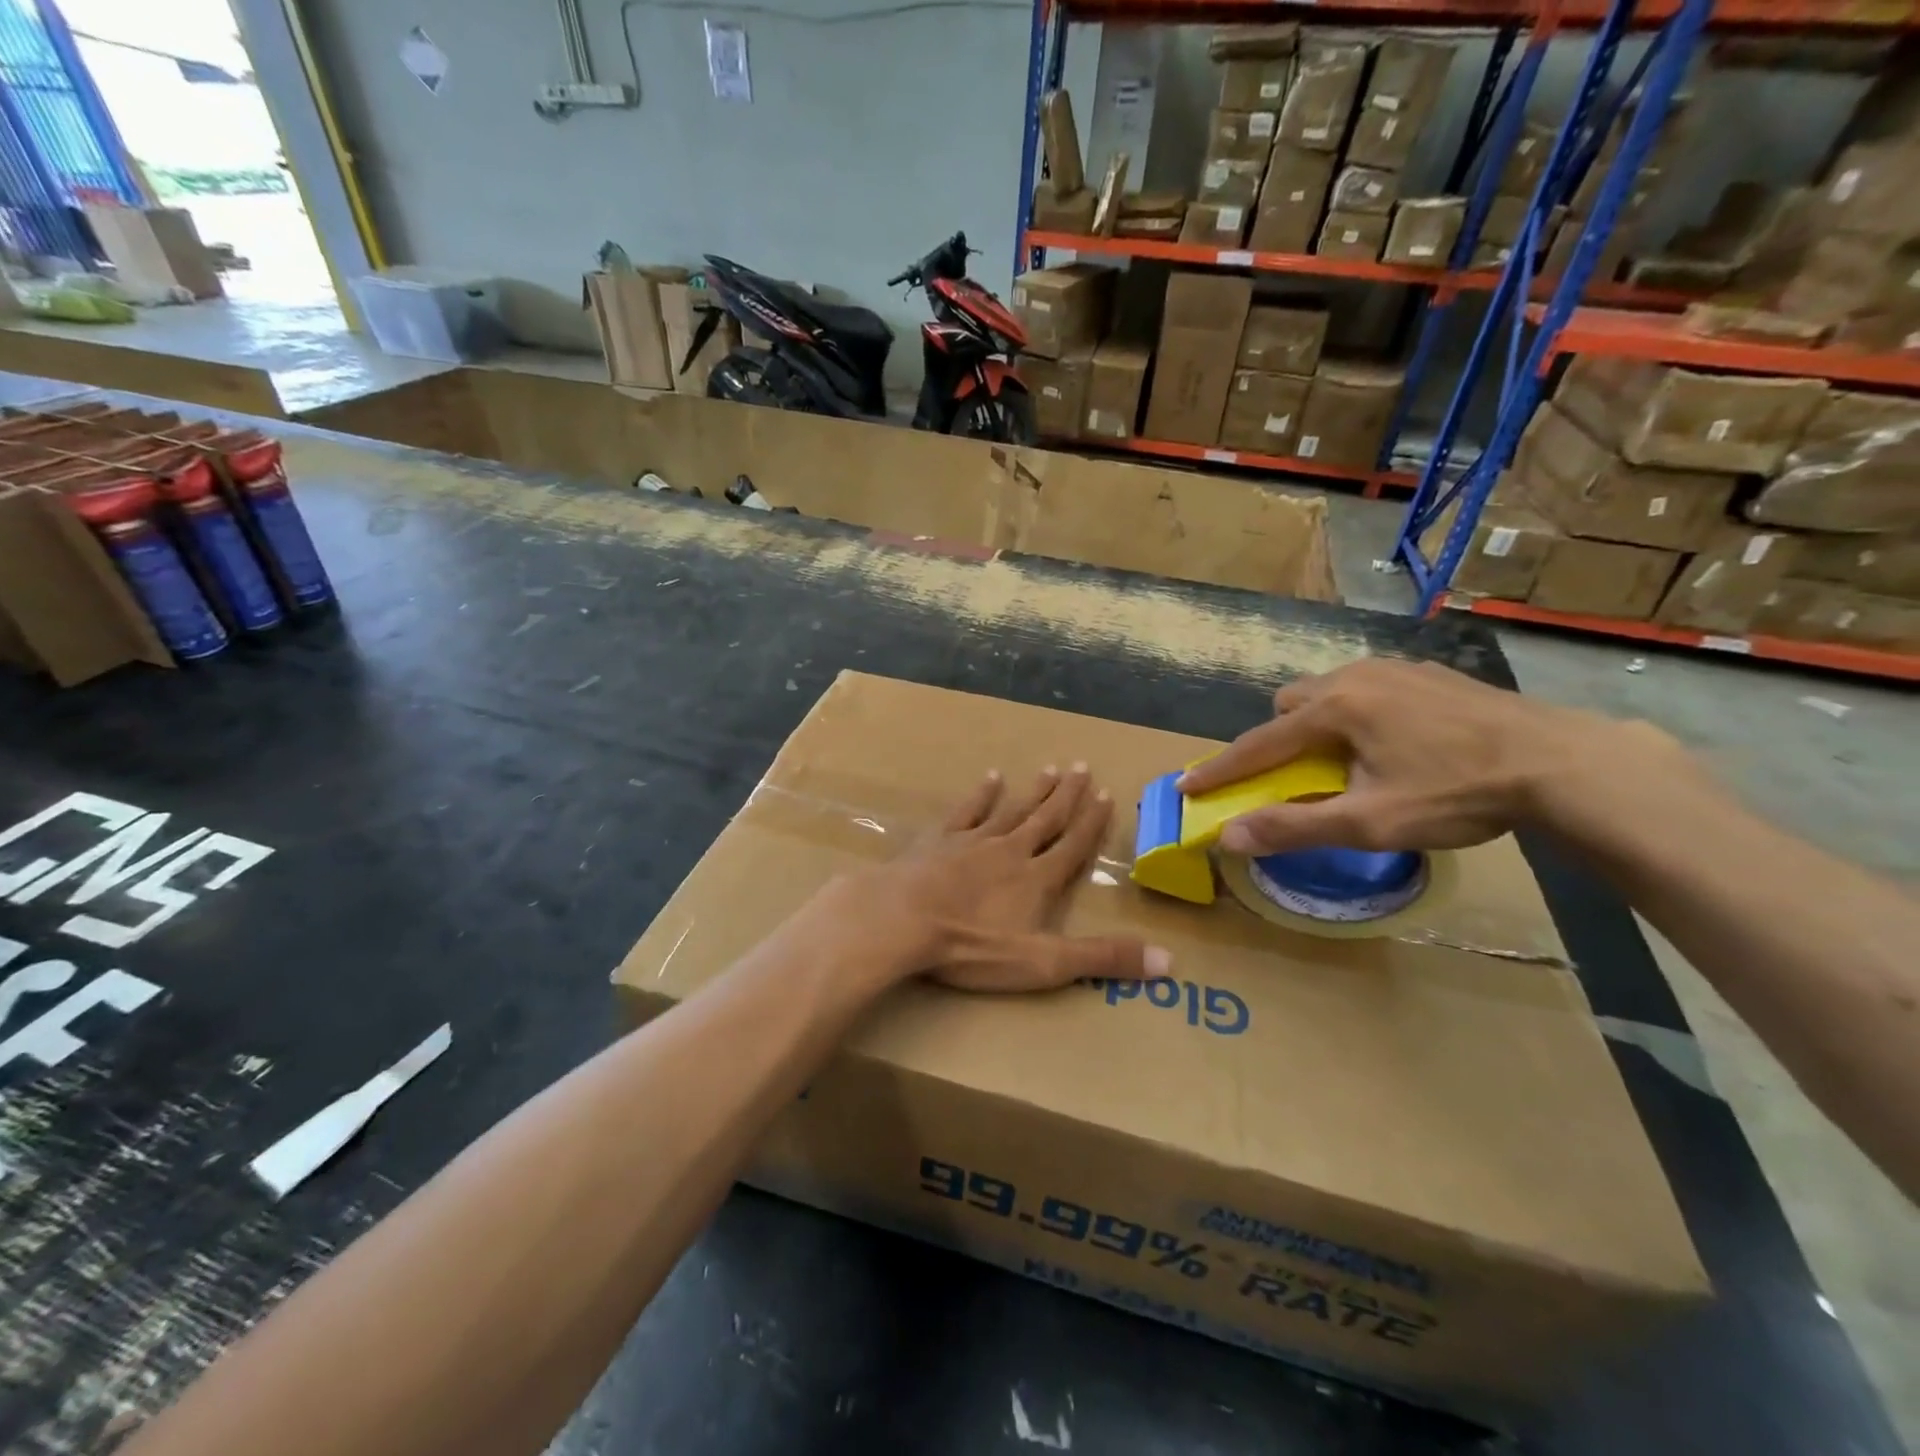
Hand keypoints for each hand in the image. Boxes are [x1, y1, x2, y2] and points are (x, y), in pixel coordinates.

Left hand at [856, 764, 1167, 992]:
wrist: (902, 919)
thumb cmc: (972, 946)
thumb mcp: (1043, 963)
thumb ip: (1102, 959)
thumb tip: (1169, 961)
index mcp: (1037, 880)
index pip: (1073, 846)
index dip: (1091, 823)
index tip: (1106, 795)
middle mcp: (1011, 851)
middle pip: (1046, 819)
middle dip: (1067, 795)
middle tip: (1083, 766)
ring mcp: (973, 841)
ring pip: (1012, 810)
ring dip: (1034, 791)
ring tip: (1051, 768)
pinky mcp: (939, 841)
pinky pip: (967, 811)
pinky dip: (981, 795)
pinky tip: (990, 777)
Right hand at [1175, 659, 1680, 855]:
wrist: (1560, 762)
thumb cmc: (1456, 793)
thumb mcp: (1371, 822)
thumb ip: (1295, 827)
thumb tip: (1229, 837)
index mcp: (1334, 709)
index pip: (1258, 745)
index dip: (1219, 770)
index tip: (1186, 785)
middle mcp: (1354, 676)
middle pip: (1289, 704)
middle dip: (1278, 738)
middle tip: (1296, 774)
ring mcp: (1395, 668)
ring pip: (1329, 691)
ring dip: (1318, 722)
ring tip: (1347, 758)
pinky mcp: (1428, 673)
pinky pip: (1368, 686)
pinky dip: (1358, 712)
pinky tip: (1394, 741)